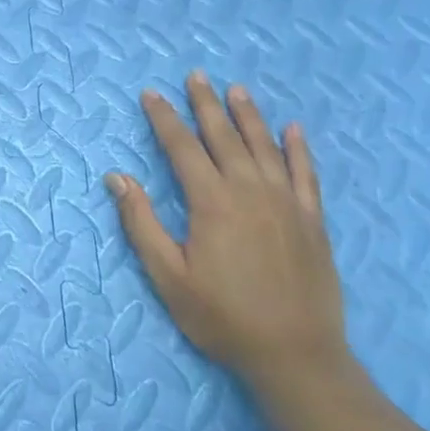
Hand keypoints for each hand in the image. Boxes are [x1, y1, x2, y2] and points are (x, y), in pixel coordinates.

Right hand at [106, 71, 348, 385]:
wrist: (296, 354)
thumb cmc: (222, 317)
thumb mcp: (168, 276)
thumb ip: (140, 223)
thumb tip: (116, 177)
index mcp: (211, 202)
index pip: (182, 148)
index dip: (164, 118)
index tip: (151, 94)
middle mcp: (250, 191)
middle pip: (224, 137)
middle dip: (206, 104)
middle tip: (196, 75)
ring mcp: (286, 203)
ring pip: (265, 146)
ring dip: (249, 115)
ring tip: (236, 89)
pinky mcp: (313, 220)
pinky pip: (306, 173)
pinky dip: (299, 149)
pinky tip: (293, 129)